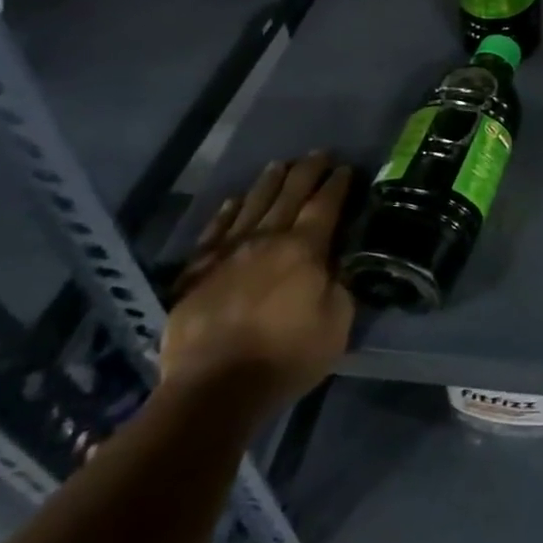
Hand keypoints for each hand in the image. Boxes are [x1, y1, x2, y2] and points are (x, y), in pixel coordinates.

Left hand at [161, 152, 355, 407]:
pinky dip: (225, 213)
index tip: (345, 168)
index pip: (325, 205)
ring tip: (279, 164)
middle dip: (307, 171)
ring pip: (251, 205)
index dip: (337, 184)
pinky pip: (214, 232)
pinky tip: (232, 202)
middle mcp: (266, 240)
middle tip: (318, 154)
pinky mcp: (196, 273)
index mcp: (305, 250)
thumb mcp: (337, 323)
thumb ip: (340, 286)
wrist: (214, 388)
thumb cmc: (286, 357)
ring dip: (268, 182)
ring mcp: (228, 253)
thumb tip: (338, 265)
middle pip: (289, 195)